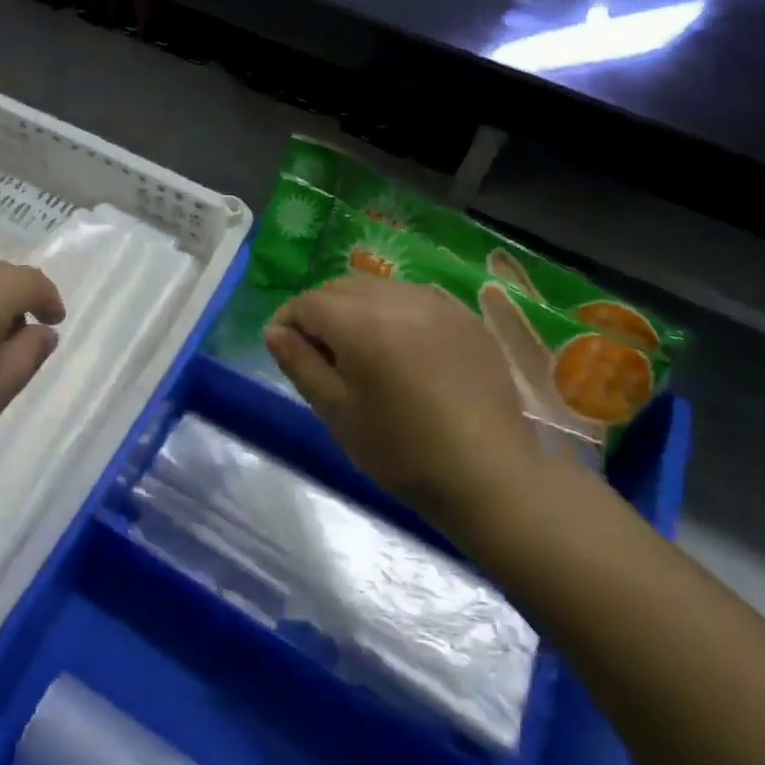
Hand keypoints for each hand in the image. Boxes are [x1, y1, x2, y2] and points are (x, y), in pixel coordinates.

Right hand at [264, 275, 542, 538]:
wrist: (490, 476)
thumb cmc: (402, 451)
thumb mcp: (336, 412)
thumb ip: (299, 364)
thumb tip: (274, 331)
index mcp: (363, 324)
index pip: (308, 302)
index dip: (287, 321)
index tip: (283, 349)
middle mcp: (399, 299)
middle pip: (340, 287)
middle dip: (319, 311)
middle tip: (318, 353)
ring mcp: (438, 303)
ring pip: (377, 288)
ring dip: (355, 308)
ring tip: (359, 350)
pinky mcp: (465, 316)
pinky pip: (413, 298)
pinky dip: (393, 312)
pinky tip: (399, 349)